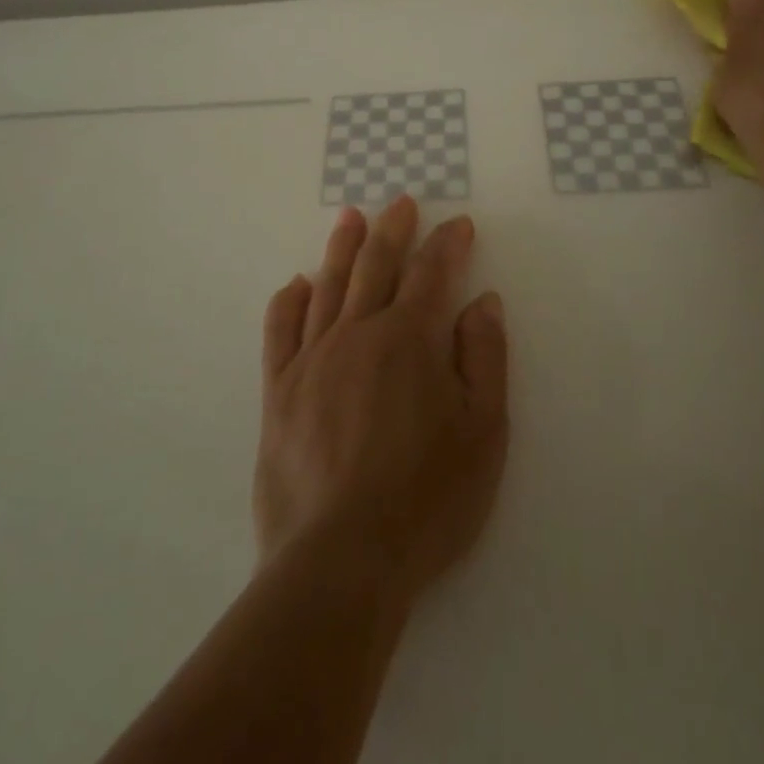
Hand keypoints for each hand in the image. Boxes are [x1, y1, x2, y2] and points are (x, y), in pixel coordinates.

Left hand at [254, 196, 508, 605]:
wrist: (340, 560)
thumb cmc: (426, 499)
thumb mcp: (483, 433)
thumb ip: (484, 359)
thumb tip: (483, 301)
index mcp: (408, 340)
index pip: (432, 274)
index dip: (448, 245)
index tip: (459, 225)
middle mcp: (357, 334)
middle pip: (377, 266)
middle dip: (393, 230)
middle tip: (401, 203)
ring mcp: (312, 359)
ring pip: (328, 286)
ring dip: (342, 248)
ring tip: (350, 216)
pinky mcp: (278, 391)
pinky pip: (280, 331)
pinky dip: (289, 301)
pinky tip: (297, 284)